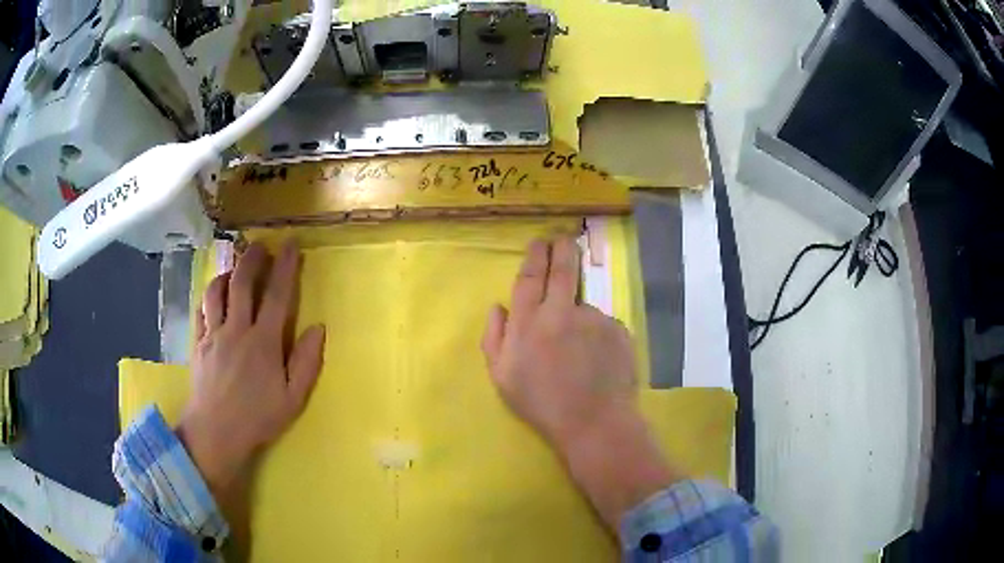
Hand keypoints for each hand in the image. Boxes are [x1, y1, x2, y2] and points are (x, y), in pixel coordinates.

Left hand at [178, 240, 325, 500]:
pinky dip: (208, 296)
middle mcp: (237, 329)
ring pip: (217, 291)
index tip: (291, 244)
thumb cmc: (258, 418)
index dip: (285, 266)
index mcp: (263, 342)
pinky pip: (201, 310)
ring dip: (227, 273)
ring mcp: (214, 334)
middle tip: (259, 244)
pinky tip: (213, 295)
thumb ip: (306, 362)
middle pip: (242, 283)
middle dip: (252, 258)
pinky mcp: (198, 343)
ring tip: (234, 267)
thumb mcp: (293, 398)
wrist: (216, 432)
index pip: (277, 295)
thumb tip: (318, 328)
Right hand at [480, 236, 636, 447]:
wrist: (593, 422)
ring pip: (584, 306)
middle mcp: (562, 311)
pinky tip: (597, 361)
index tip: (539, 242)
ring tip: (581, 354)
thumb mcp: (502, 377)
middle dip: (562, 249)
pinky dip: (598, 337)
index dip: (535, 256)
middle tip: (564, 240)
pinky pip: (604, 326)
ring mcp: (594, 318)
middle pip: (563, 270)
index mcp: (529, 323)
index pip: (531, 277)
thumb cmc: (541, 404)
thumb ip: (494, 337)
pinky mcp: (618, 329)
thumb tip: (498, 307)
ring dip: (580, 318)